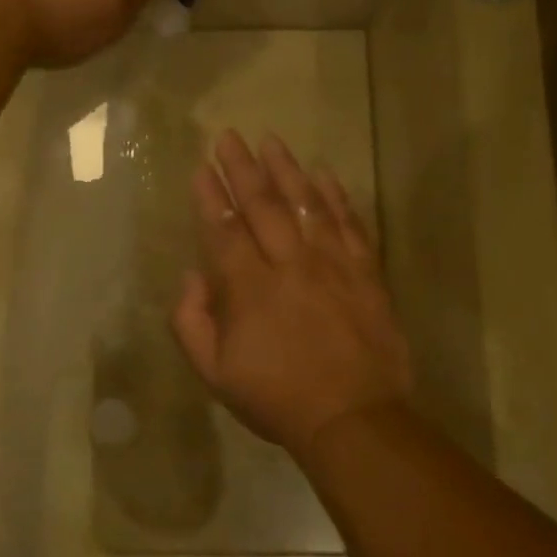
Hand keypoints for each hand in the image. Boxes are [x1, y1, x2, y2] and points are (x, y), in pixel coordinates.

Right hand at [171, 131, 414, 460]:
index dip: (210, 195)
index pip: (224, 228)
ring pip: (306, 204)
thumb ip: (191, 321)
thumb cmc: (276, 397)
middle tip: (229, 137)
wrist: (354, 419)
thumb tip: (192, 276)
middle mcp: (289, 264)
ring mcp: (332, 264)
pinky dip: (336, 196)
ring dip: (286, 169)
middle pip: (263, 204)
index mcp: (248, 287)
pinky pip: (349, 223)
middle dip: (242, 167)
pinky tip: (324, 174)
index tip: (201, 166)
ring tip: (270, 140)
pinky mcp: (365, 272)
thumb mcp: (214, 373)